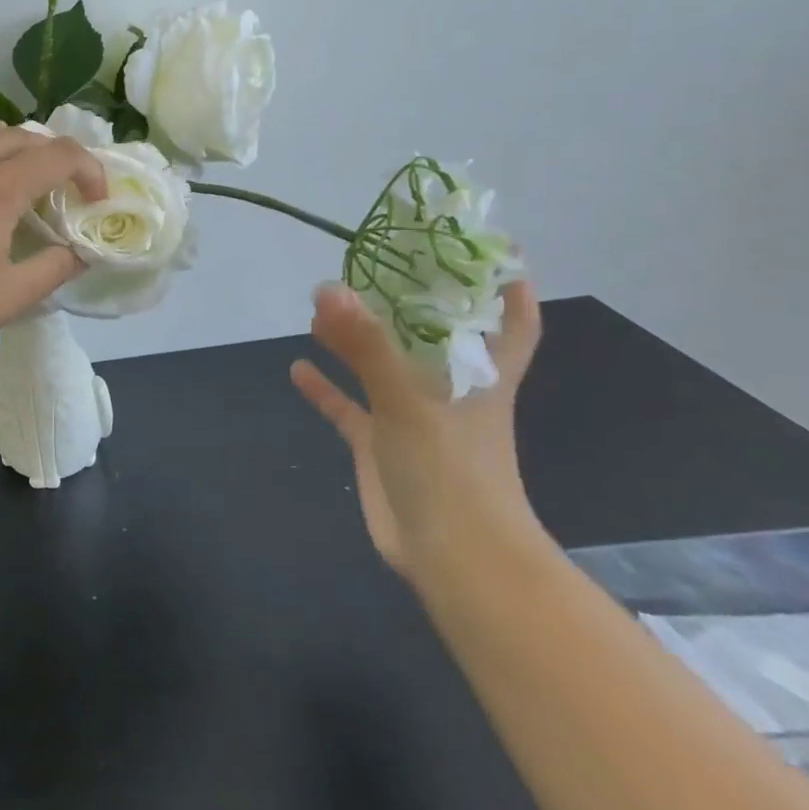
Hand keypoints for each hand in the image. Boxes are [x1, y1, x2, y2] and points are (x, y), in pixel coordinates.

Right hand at [289, 279, 543, 580]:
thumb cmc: (452, 472)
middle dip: (399, 303)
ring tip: (320, 307)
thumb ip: (367, 345)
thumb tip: (329, 287)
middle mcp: (447, 390)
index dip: (506, 287)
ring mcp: (411, 417)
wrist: (455, 560)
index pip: (510, 323)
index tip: (490, 249)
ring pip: (381, 366)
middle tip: (365, 266)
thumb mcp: (408, 401)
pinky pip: (349, 407)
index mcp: (478, 374)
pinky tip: (298, 368)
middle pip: (427, 335)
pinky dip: (326, 388)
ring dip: (354, 339)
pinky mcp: (381, 445)